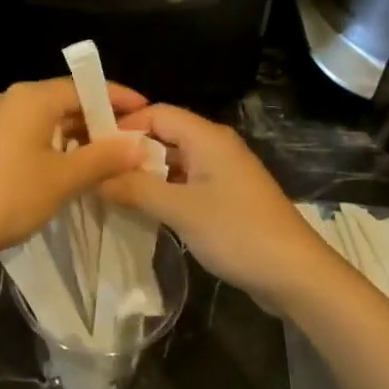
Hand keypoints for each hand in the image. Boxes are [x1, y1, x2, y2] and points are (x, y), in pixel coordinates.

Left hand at [0, 78, 149, 263]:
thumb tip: (140, 143)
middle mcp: (14, 98)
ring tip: (109, 158)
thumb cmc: (9, 195)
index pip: (84, 86)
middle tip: (131, 142)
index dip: (118, 99)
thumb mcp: (64, 178)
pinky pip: (32, 132)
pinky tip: (72, 166)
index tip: (147, 112)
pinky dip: (56, 144)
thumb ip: (104, 157)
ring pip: (49, 118)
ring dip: (79, 135)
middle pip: (66, 100)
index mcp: (32, 97)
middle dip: (100, 120)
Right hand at [99, 104, 329, 305]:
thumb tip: (95, 177)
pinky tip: (141, 209)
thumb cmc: (239, 232)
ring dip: (144, 174)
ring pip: (173, 162)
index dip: (123, 125)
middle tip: (94, 171)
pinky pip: (185, 183)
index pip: (156, 113)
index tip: (91, 147)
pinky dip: (162, 191)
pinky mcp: (225, 198)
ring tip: (109, 191)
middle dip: (129, 151)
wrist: (297, 275)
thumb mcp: (181, 210)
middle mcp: (214, 146)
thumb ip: (136, 189)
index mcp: (207, 137)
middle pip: (163, 135)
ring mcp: (222, 173)